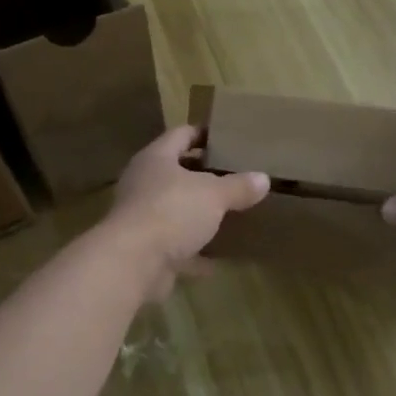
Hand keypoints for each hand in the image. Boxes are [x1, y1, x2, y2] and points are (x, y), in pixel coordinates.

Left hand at [105, 125, 269, 299]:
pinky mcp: (145, 249)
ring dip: (197, 214)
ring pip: (174, 209)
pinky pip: (176, 246)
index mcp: (156, 159)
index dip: (202, 134)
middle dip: (202, 175)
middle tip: (233, 175)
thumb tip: (263, 179)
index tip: (226, 137)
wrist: (133, 262)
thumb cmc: (172, 211)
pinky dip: (195, 251)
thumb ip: (238, 187)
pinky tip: (219, 257)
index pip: (180, 135)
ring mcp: (141, 217)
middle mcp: (143, 183)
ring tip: (228, 213)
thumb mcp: (214, 195)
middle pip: (175, 172)